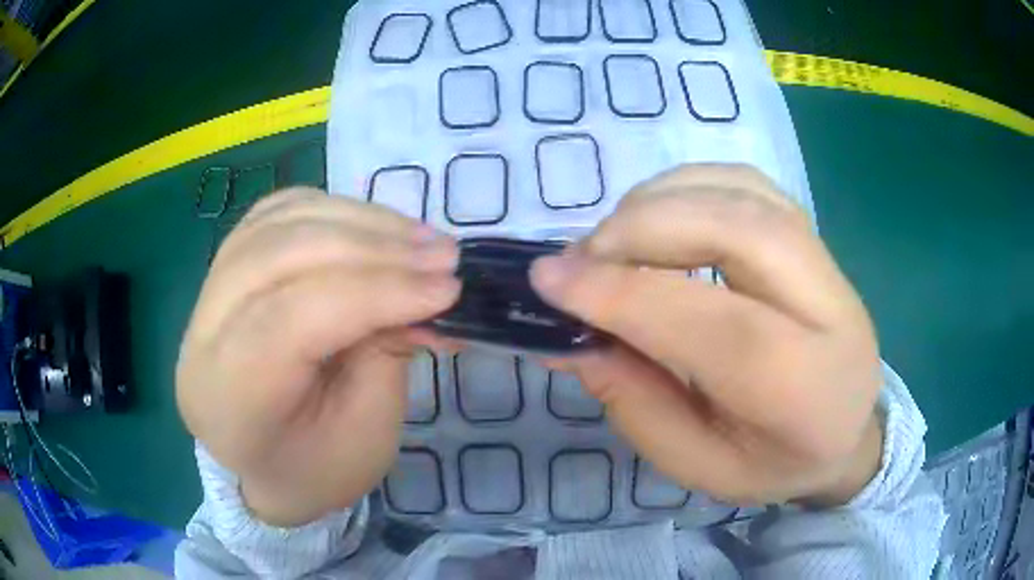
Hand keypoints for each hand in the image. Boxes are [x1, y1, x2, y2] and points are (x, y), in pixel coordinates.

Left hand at [176, 188, 459, 526]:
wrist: (268, 464)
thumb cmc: (318, 467)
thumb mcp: (367, 432)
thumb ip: (386, 351)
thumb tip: (423, 288)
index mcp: (228, 398)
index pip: (292, 319)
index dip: (375, 292)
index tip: (447, 288)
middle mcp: (202, 336)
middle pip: (279, 256)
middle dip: (372, 248)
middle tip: (443, 255)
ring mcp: (206, 293)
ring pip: (277, 223)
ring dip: (359, 221)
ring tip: (420, 238)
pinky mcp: (224, 270)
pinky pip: (276, 215)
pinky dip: (332, 211)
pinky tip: (374, 226)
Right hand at [531, 165, 882, 505]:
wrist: (847, 429)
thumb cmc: (775, 462)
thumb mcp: (699, 465)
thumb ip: (635, 404)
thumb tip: (566, 337)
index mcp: (805, 390)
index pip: (717, 326)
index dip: (625, 294)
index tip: (549, 280)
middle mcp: (830, 309)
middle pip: (739, 231)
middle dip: (642, 231)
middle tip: (581, 259)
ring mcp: (827, 260)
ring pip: (741, 192)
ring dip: (659, 201)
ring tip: (613, 242)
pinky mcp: (812, 234)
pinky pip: (744, 183)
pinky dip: (687, 186)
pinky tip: (659, 219)